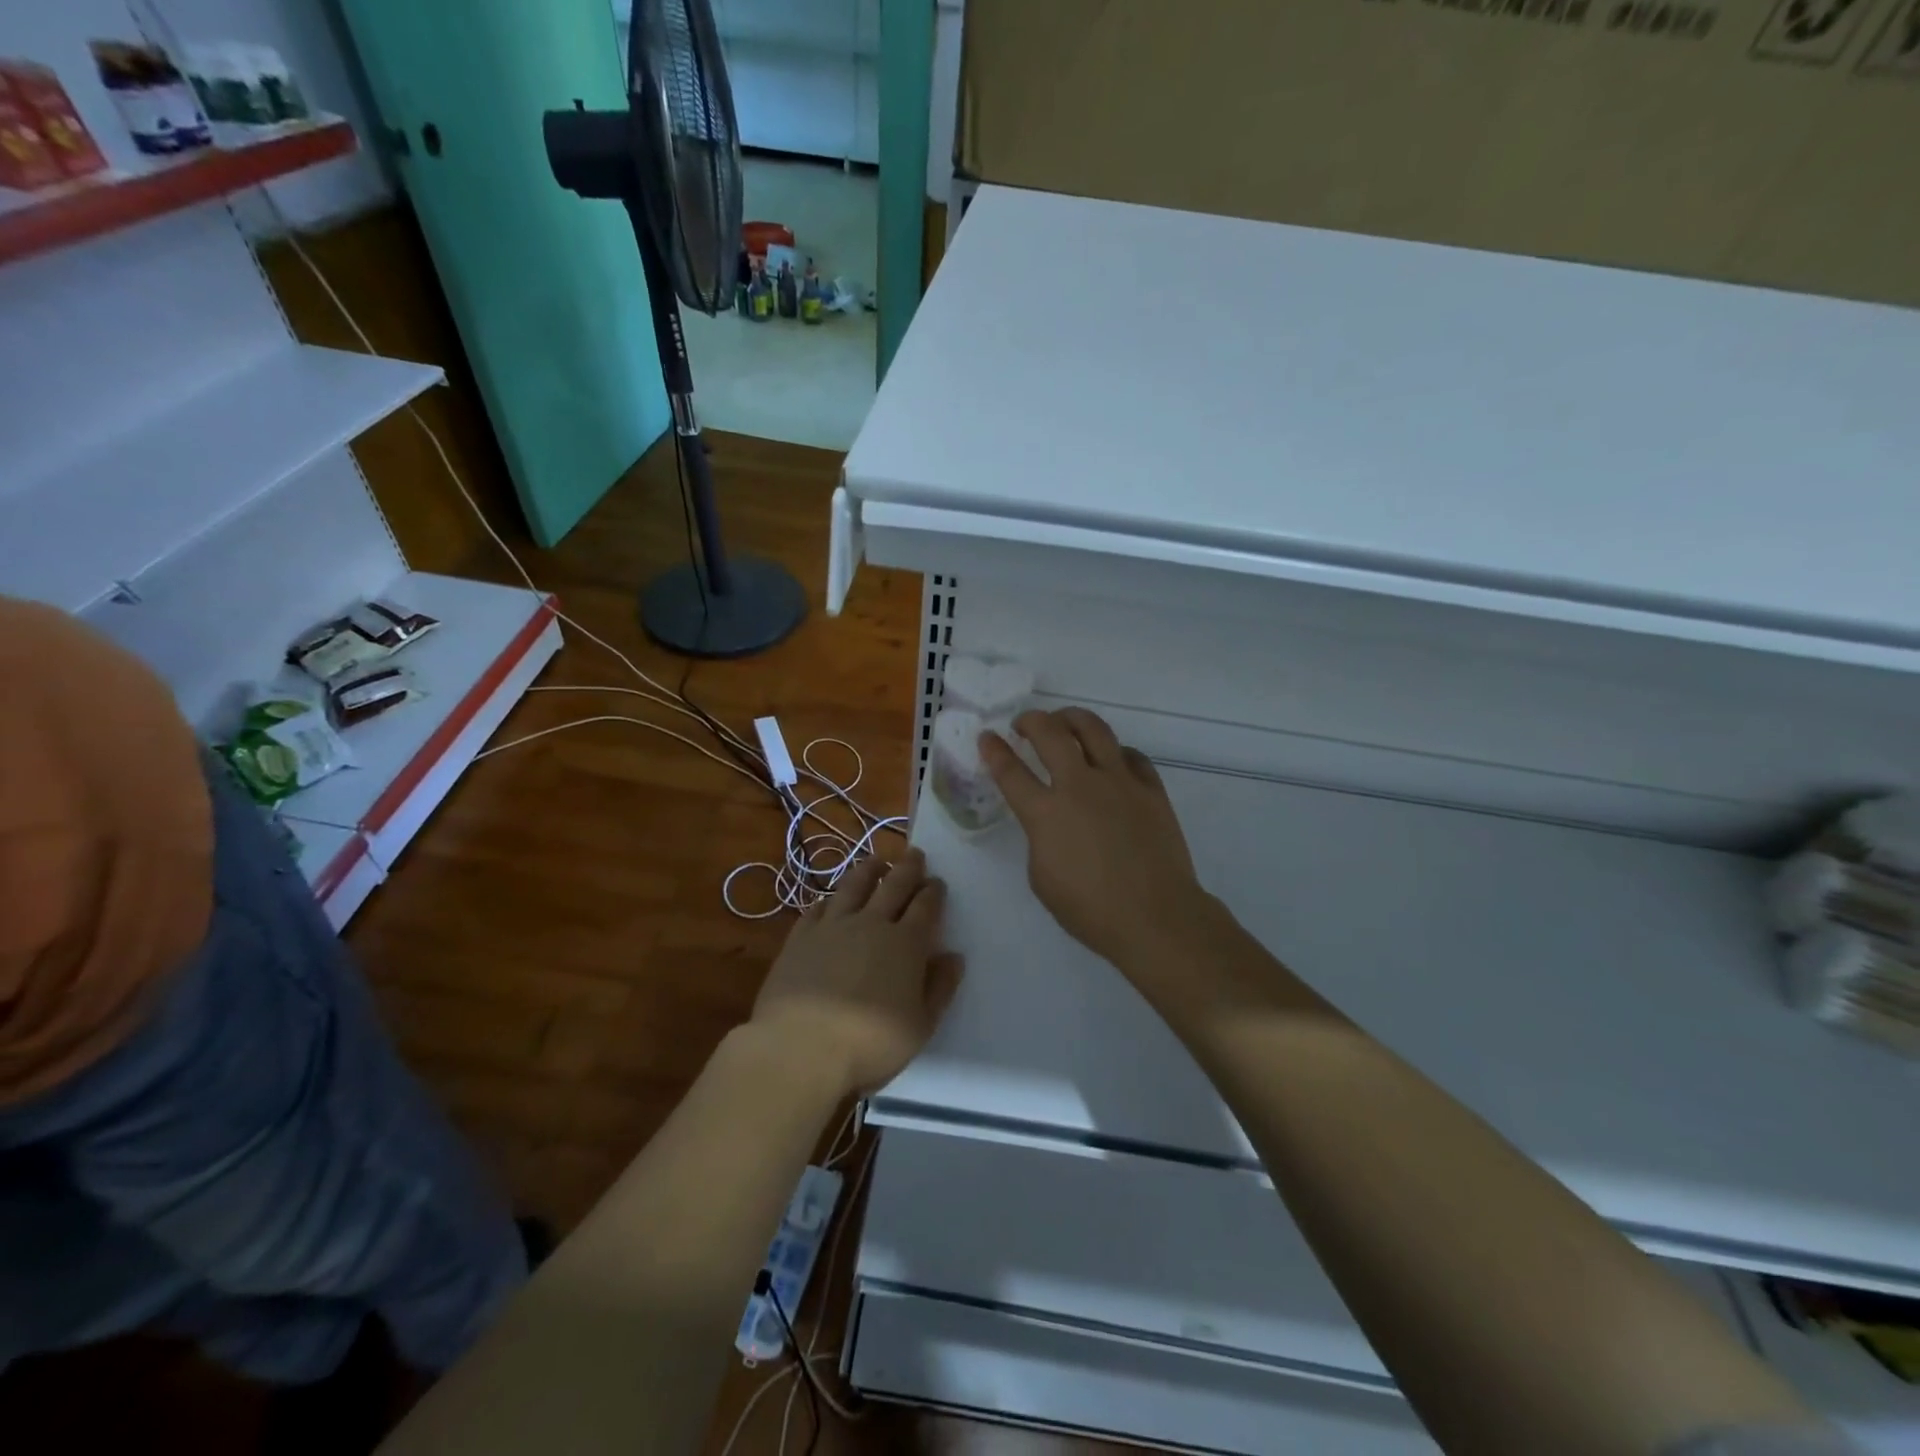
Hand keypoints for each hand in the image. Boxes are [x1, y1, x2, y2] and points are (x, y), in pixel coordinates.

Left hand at [751, 850, 963, 1095]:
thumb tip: (953, 956)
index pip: (925, 907)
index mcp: (906, 944)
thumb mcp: (921, 1026)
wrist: (800, 1048)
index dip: (933, 892)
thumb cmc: (870, 1044)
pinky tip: (831, 899)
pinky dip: (830, 899)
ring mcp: (832, 927)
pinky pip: (818, 908)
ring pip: (854, 887)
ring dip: (868, 870)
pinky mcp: (800, 937)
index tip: (937, 882)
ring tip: (876, 861)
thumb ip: (940, 988)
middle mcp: (871, 924)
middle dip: (908, 868)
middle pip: (893, 886)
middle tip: (915, 854)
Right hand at [981, 708, 1212, 973]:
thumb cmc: (1091, 910)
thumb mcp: (1042, 879)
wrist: (1156, 916)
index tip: (988, 737)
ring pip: (1094, 729)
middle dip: (1031, 720)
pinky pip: (1131, 755)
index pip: (1010, 771)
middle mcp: (1080, 786)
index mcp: (1046, 814)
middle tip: (1024, 723)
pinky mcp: (1151, 789)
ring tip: (1065, 722)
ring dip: (1072, 718)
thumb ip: (1040, 839)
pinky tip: (1111, 760)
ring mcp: (1119, 782)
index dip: (994, 750)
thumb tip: (1052, 822)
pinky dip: (1115, 752)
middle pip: (1050, 733)